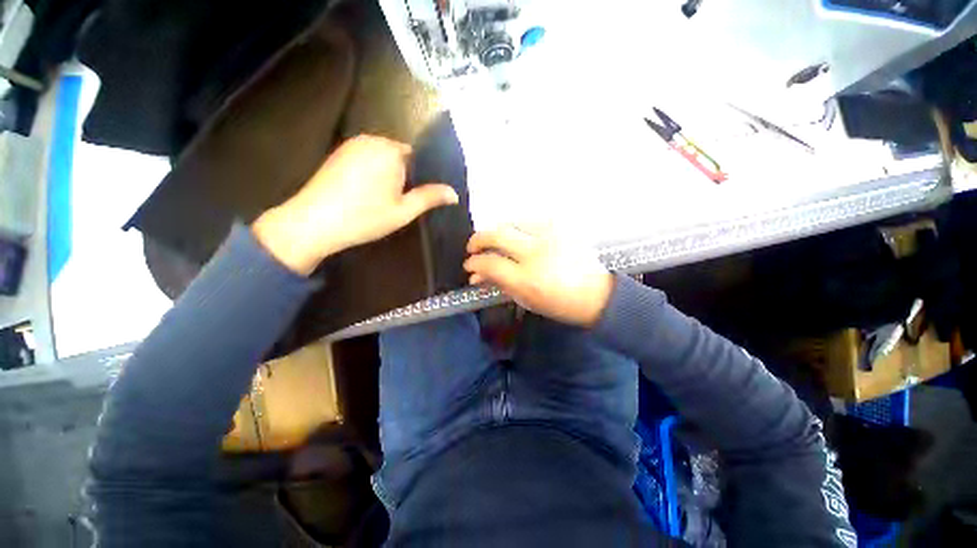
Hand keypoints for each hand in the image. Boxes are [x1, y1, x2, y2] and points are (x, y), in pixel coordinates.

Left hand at [253, 135, 458, 274]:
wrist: (314, 222)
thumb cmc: (365, 217)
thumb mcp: (404, 211)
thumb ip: (430, 198)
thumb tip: (454, 193)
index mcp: (391, 150)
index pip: (418, 157)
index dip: (422, 177)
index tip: (420, 195)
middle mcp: (372, 139)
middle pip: (400, 156)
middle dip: (405, 175)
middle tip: (403, 201)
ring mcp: (352, 145)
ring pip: (382, 158)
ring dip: (388, 174)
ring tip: (386, 199)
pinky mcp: (338, 154)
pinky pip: (366, 159)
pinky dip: (372, 172)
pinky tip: (367, 193)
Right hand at [464, 226, 613, 326]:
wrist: (596, 293)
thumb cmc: (558, 303)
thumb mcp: (525, 300)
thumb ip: (499, 284)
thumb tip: (476, 275)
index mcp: (527, 279)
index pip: (489, 263)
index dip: (474, 263)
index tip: (469, 265)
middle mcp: (536, 253)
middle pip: (496, 235)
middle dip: (477, 240)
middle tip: (473, 248)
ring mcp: (549, 236)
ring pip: (510, 223)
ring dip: (496, 232)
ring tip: (493, 242)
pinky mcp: (559, 227)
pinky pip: (528, 221)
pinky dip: (515, 228)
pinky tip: (515, 237)